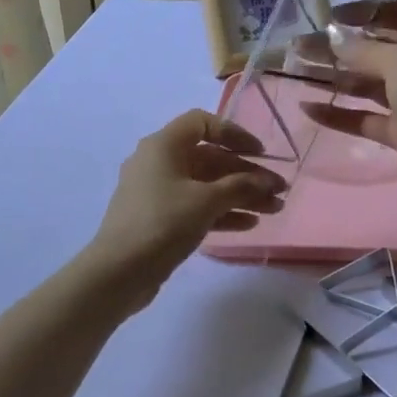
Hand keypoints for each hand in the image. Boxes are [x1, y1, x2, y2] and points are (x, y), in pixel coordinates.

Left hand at [85, 110, 285, 306]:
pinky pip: (197, 206)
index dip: (234, 134)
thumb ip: (242, 186)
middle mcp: (159, 162)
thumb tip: (268, 182)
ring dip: (241, 195)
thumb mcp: (207, 201)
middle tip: (278, 190)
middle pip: (210, 158)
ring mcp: (157, 192)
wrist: (118, 272)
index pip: (202, 123)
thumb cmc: (163, 223)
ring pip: (206, 185)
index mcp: (164, 146)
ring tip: (273, 210)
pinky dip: (222, 212)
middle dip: (247, 174)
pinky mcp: (159, 218)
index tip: (260, 153)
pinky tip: (249, 224)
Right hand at [302, 0, 396, 203]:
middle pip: (376, 51)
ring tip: (298, 72)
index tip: (335, 16)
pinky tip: (308, 109)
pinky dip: (338, 114)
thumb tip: (334, 39)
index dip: (369, 11)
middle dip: (340, 47)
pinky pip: (363, 118)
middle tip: (302, 46)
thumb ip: (365, 50)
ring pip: (366, 85)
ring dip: (334, 78)